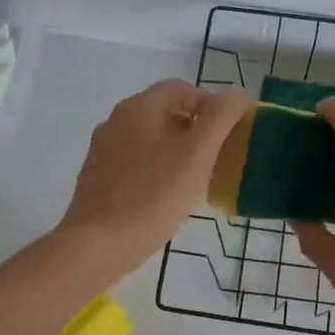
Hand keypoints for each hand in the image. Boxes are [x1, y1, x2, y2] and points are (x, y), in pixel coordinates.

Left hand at [58, 79, 251, 282]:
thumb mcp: (197, 154)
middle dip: (197, 130)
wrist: (97, 245)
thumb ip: (221, 118)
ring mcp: (103, 151)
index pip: (182, 88)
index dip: (212, 104)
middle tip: (219, 158)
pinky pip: (136, 164)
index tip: (231, 133)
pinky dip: (158, 171)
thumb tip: (237, 93)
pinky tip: (168, 198)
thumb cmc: (152, 196)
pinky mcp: (99, 179)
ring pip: (151, 140)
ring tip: (198, 181)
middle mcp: (116, 121)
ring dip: (178, 152)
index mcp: (138, 108)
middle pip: (165, 112)